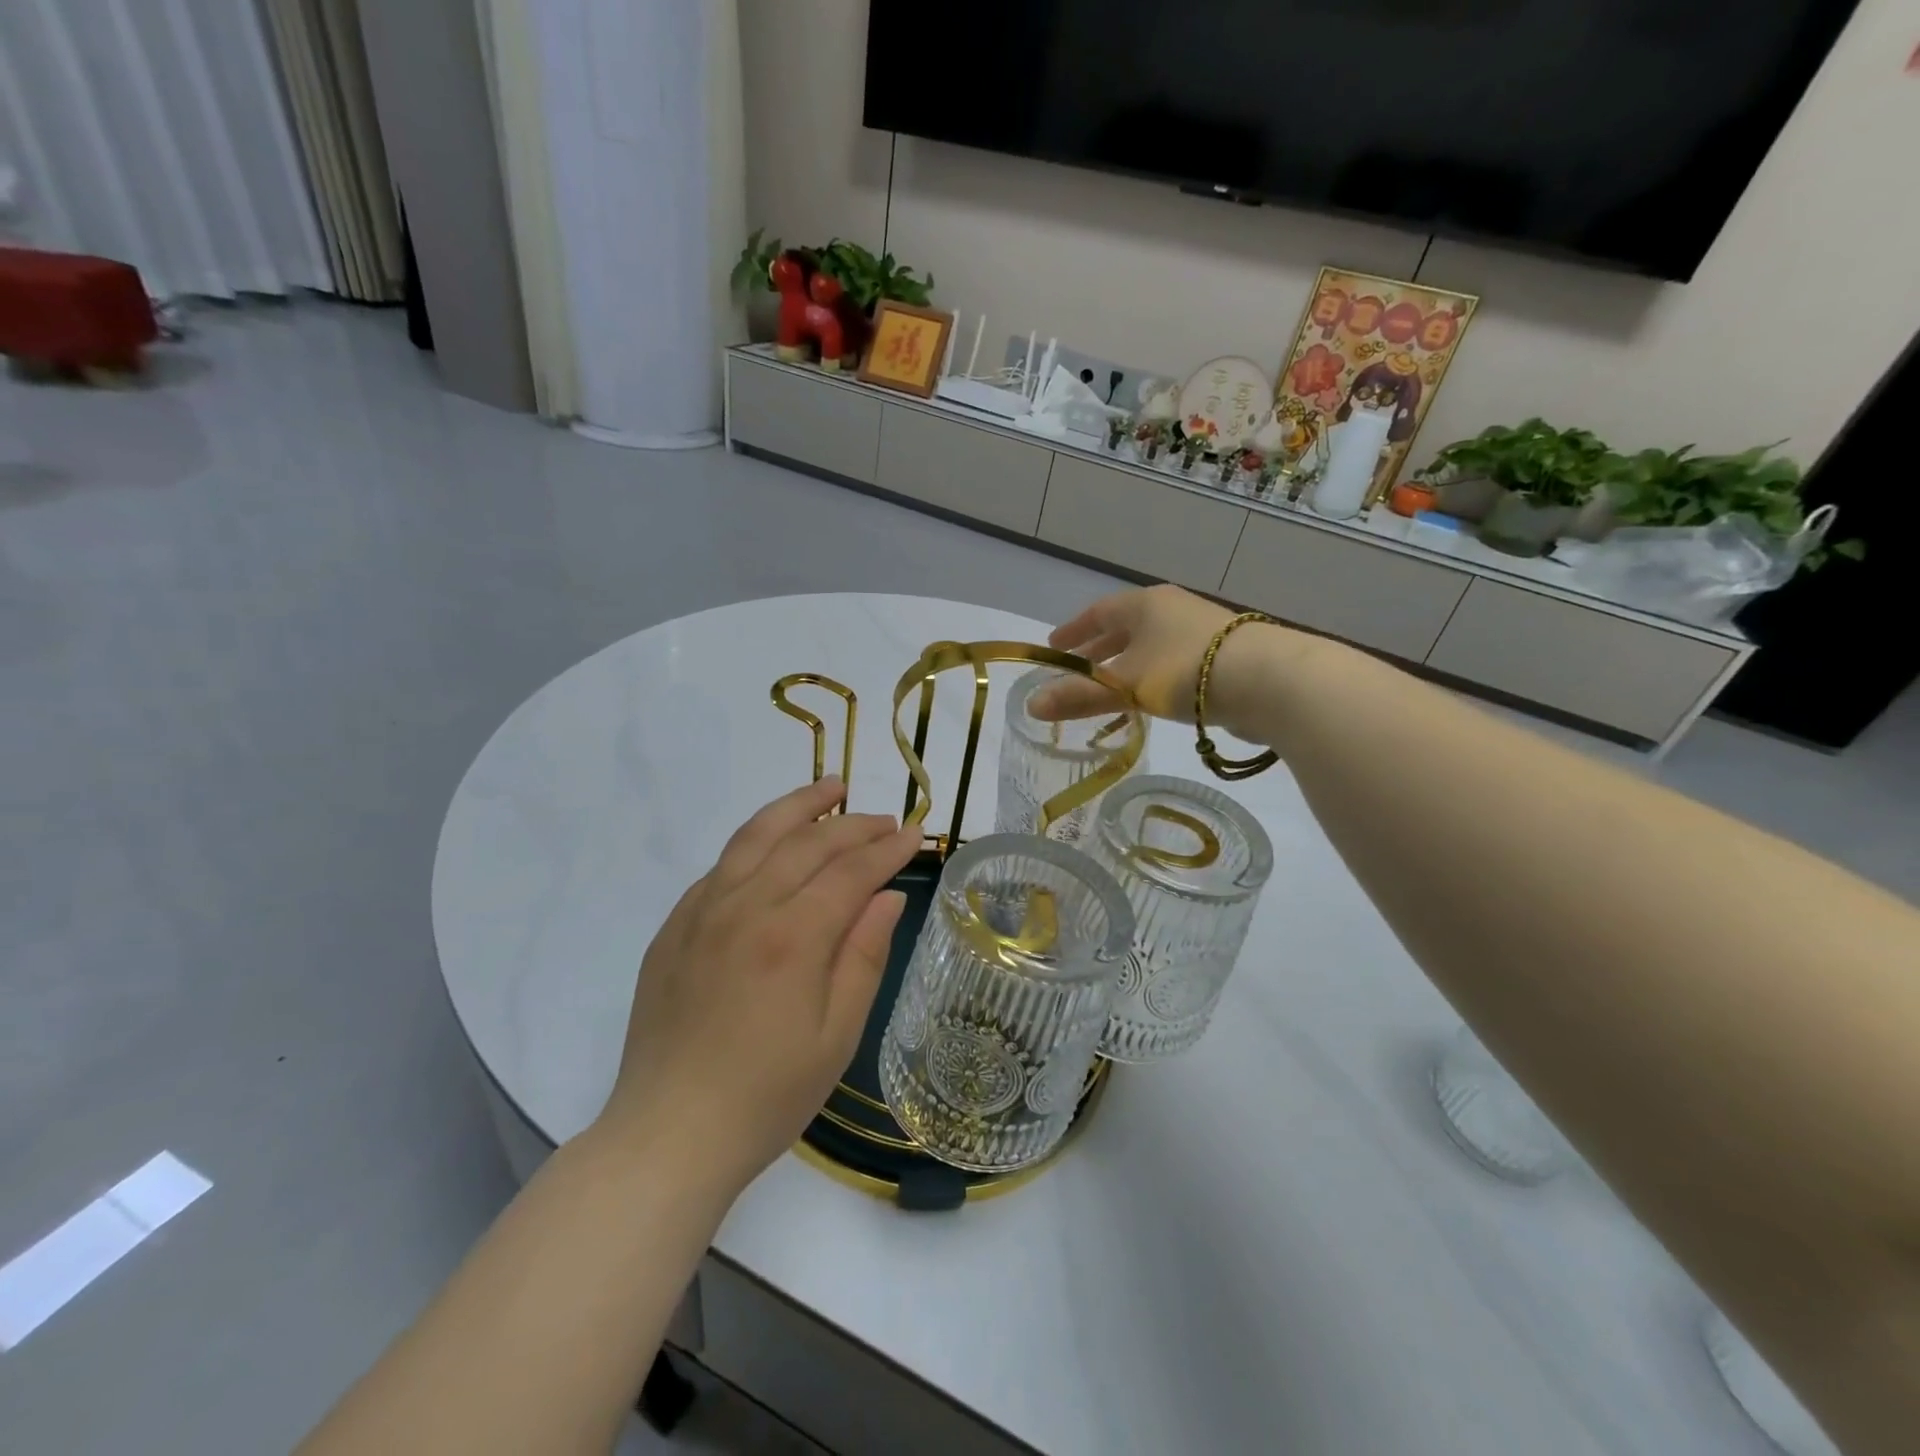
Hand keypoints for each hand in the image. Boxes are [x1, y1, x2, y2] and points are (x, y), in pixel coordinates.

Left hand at [599, 778, 921, 1198]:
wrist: (668, 1135)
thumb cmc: (767, 1096)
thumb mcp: (836, 1036)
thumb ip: (863, 956)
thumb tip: (885, 897)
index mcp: (791, 937)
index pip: (850, 872)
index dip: (886, 848)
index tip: (914, 832)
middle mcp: (744, 908)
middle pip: (807, 843)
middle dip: (852, 824)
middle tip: (884, 819)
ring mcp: (702, 912)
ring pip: (756, 836)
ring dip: (797, 807)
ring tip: (829, 787)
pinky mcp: (674, 927)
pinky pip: (721, 865)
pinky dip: (755, 842)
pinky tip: (772, 843)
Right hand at [1030, 584, 1234, 724]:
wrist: (1269, 680)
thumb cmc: (1185, 671)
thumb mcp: (1125, 686)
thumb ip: (1079, 696)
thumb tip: (1030, 706)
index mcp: (1144, 605)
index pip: (1098, 613)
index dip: (1073, 631)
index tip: (1053, 647)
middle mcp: (1172, 609)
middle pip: (1125, 628)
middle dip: (1098, 650)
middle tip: (1075, 671)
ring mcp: (1201, 630)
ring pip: (1151, 646)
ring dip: (1127, 666)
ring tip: (1111, 689)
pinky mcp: (1224, 655)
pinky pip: (1174, 662)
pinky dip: (1154, 677)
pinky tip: (1154, 699)